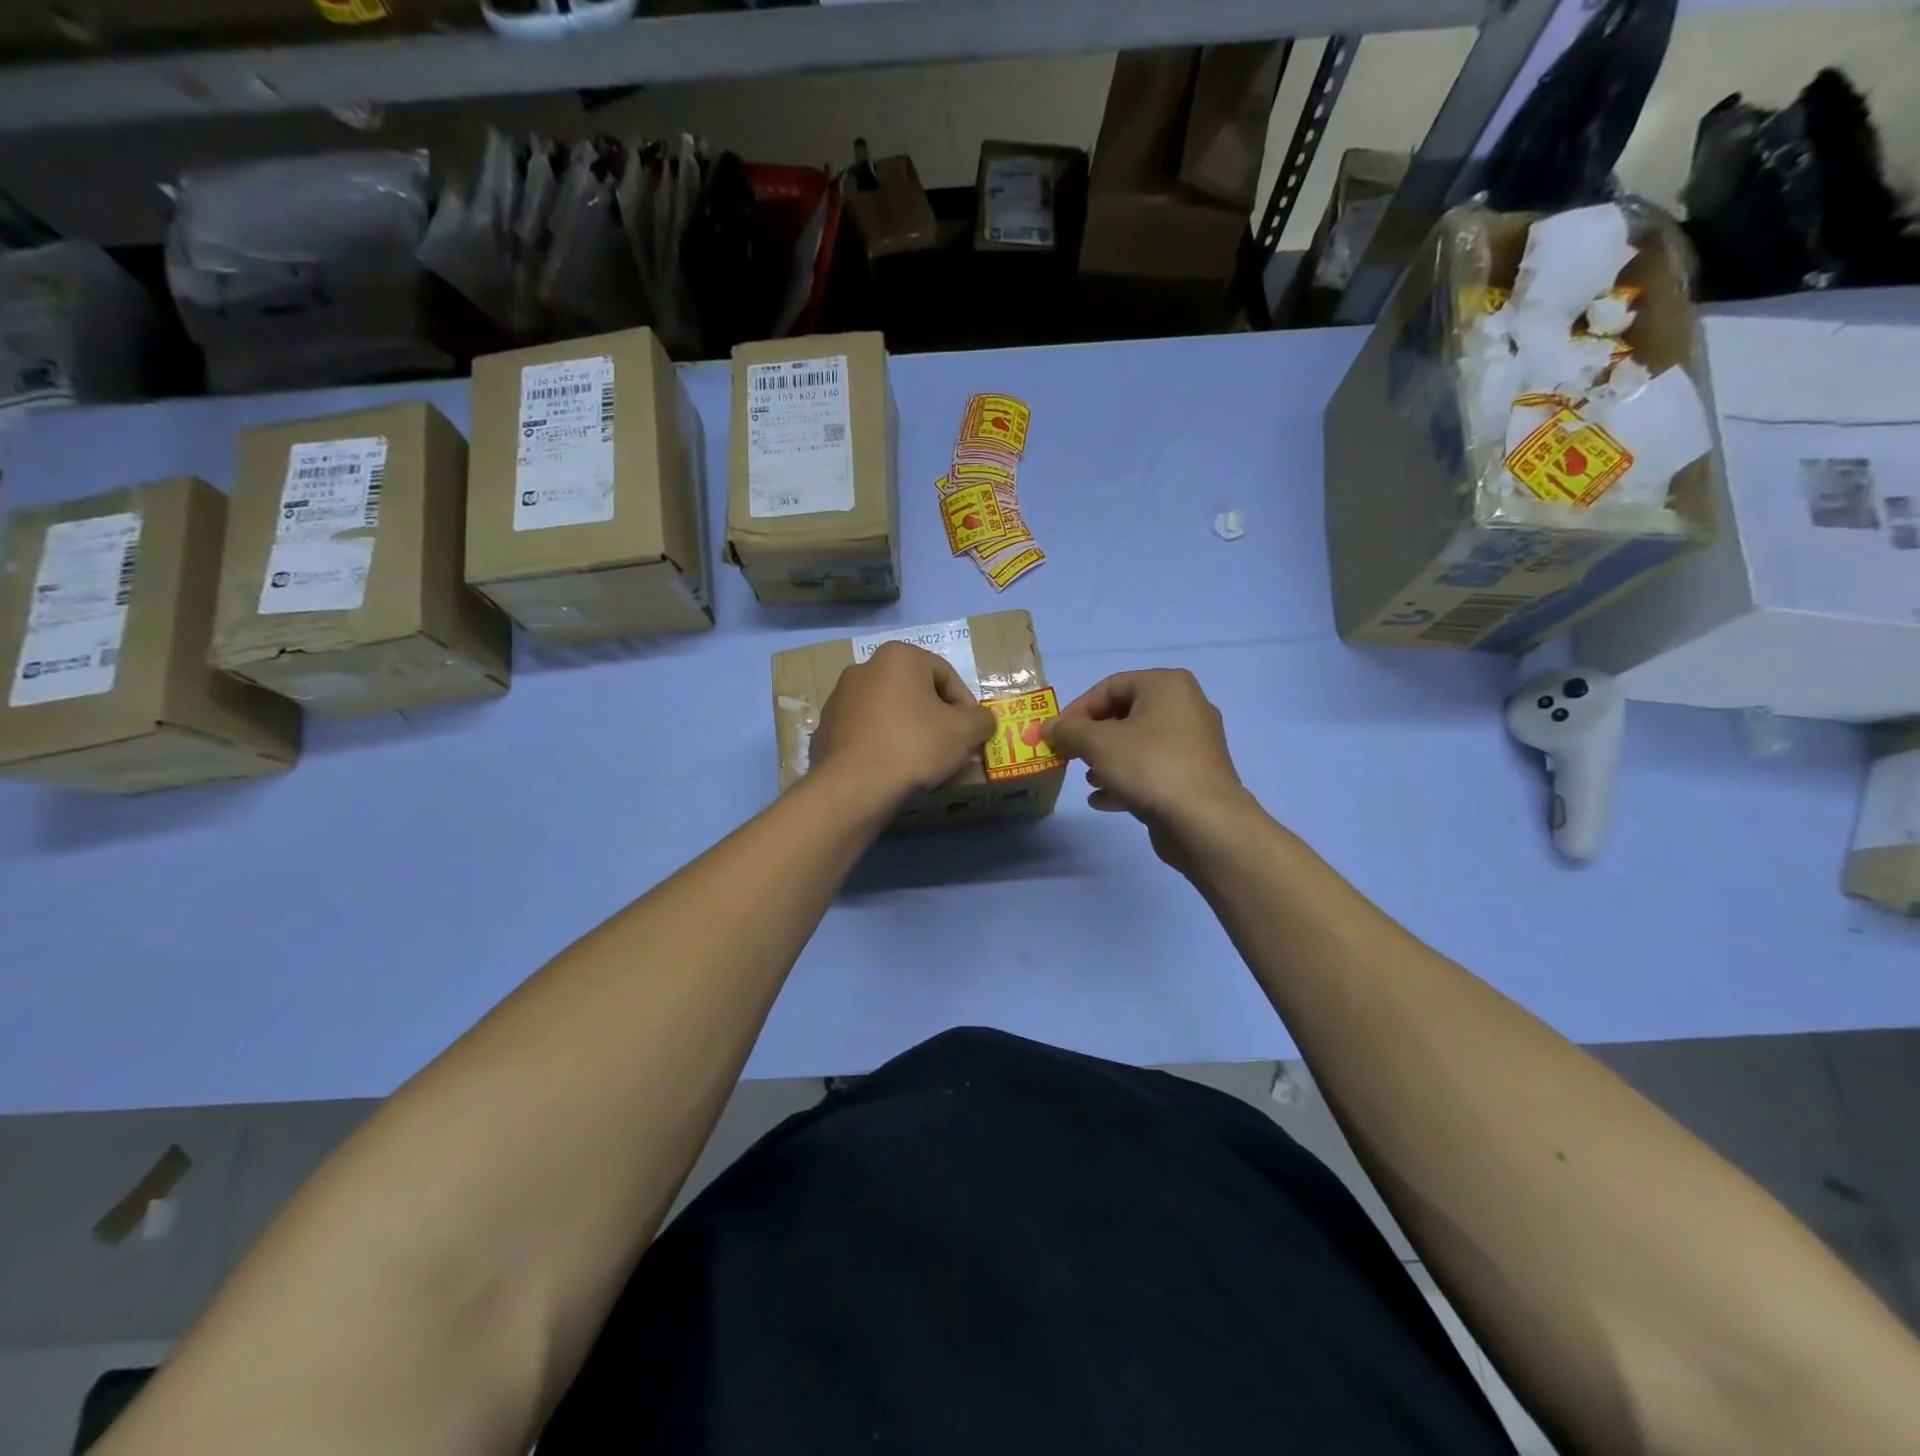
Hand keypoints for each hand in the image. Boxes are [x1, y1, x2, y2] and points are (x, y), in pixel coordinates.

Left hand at [809, 642, 995, 806]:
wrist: (854, 786)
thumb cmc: (914, 746)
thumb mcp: (965, 731)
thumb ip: (982, 719)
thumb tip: (981, 720)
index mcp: (898, 656)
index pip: (946, 674)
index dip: (966, 705)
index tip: (971, 733)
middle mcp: (864, 667)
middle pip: (915, 691)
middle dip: (935, 716)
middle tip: (949, 746)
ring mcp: (839, 698)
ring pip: (888, 711)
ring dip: (908, 730)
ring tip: (921, 761)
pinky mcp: (825, 728)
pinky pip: (866, 732)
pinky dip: (882, 744)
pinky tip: (891, 768)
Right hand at [1044, 669, 1253, 864]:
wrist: (1204, 822)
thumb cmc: (1149, 766)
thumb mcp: (1098, 743)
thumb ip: (1068, 731)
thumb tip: (1048, 728)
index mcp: (1167, 686)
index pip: (1110, 686)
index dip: (1077, 709)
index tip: (1056, 735)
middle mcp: (1185, 707)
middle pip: (1124, 714)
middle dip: (1092, 737)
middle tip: (1070, 756)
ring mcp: (1193, 744)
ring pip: (1138, 744)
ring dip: (1107, 760)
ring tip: (1088, 779)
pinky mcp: (1194, 776)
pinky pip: (1152, 769)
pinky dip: (1126, 780)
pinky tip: (1102, 800)